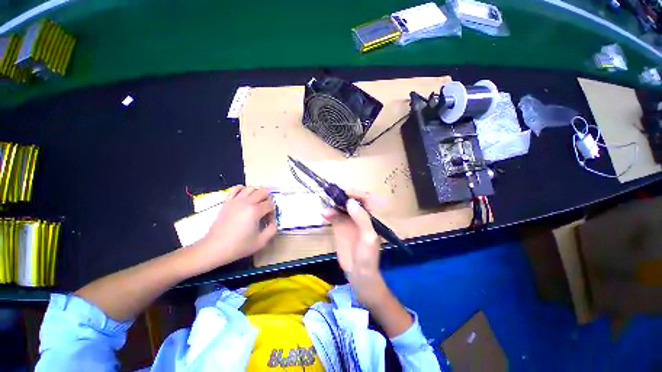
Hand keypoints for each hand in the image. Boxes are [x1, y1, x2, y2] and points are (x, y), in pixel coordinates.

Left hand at [191, 186, 276, 273]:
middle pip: (263, 191)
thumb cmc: (238, 246)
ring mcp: (236, 200)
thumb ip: (272, 230)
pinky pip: (236, 188)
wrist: (214, 248)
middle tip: (264, 210)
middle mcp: (247, 202)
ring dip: (257, 193)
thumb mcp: (261, 242)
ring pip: (251, 188)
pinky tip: (244, 197)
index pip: (270, 204)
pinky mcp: (227, 201)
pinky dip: (243, 190)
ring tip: (256, 203)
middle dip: (267, 199)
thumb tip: (273, 222)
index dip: (272, 212)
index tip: (268, 221)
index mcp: (255, 211)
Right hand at [323, 191, 386, 305]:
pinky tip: (323, 216)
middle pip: (351, 201)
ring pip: (340, 207)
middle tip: (332, 196)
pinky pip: (334, 216)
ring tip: (326, 212)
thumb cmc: (368, 256)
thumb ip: (361, 218)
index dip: (355, 193)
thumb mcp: (368, 237)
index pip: (365, 198)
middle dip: (342, 197)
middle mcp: (360, 216)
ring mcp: (349, 221)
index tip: (345, 193)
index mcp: (371, 216)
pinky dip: (328, 214)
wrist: (359, 274)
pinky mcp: (340, 227)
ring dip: (333, 206)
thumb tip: (350, 202)